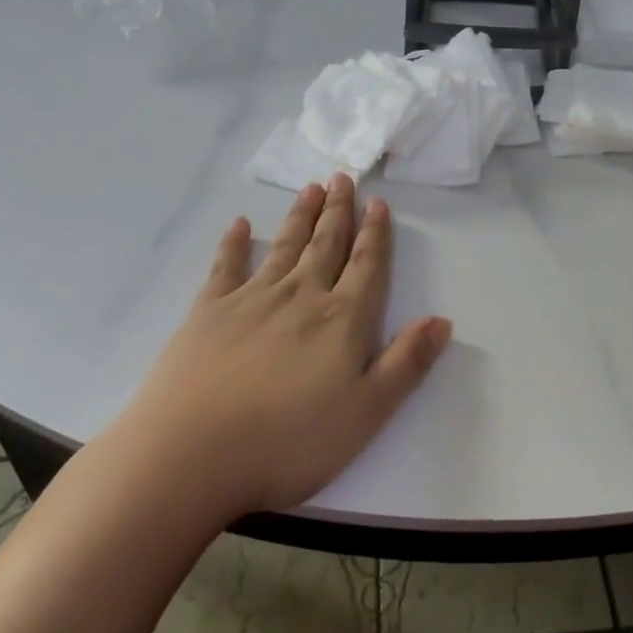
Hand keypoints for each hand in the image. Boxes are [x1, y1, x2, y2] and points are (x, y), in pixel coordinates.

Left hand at [113, 174, 451, 517]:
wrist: (191, 454)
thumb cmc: (289, 441)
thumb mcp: (366, 413)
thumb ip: (406, 363)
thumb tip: (441, 320)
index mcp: (342, 320)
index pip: (366, 266)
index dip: (375, 234)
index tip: (378, 203)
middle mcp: (300, 296)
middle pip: (325, 245)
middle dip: (338, 212)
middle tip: (342, 178)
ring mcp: (251, 299)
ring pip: (284, 246)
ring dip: (300, 217)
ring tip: (310, 189)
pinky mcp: (208, 312)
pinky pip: (226, 266)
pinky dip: (234, 243)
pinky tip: (241, 225)